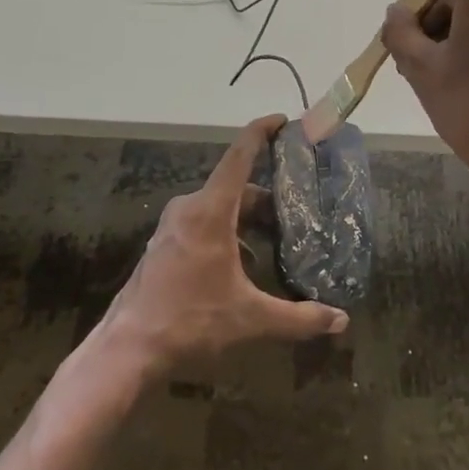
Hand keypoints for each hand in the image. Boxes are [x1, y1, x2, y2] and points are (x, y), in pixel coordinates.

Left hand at [100, 115, 348, 374]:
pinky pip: (203, 224)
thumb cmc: (190, 321)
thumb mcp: (250, 319)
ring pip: (219, 208)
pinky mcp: (164, 245)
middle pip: (235, 188)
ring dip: (247, 219)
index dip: (261, 132)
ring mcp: (172, 227)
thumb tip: (340, 320)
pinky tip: (244, 266)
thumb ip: (299, 318)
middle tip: (297, 208)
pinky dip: (228, 233)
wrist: (127, 350)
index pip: (239, 156)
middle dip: (267, 196)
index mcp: (210, 211)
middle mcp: (189, 209)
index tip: (282, 119)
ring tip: (277, 241)